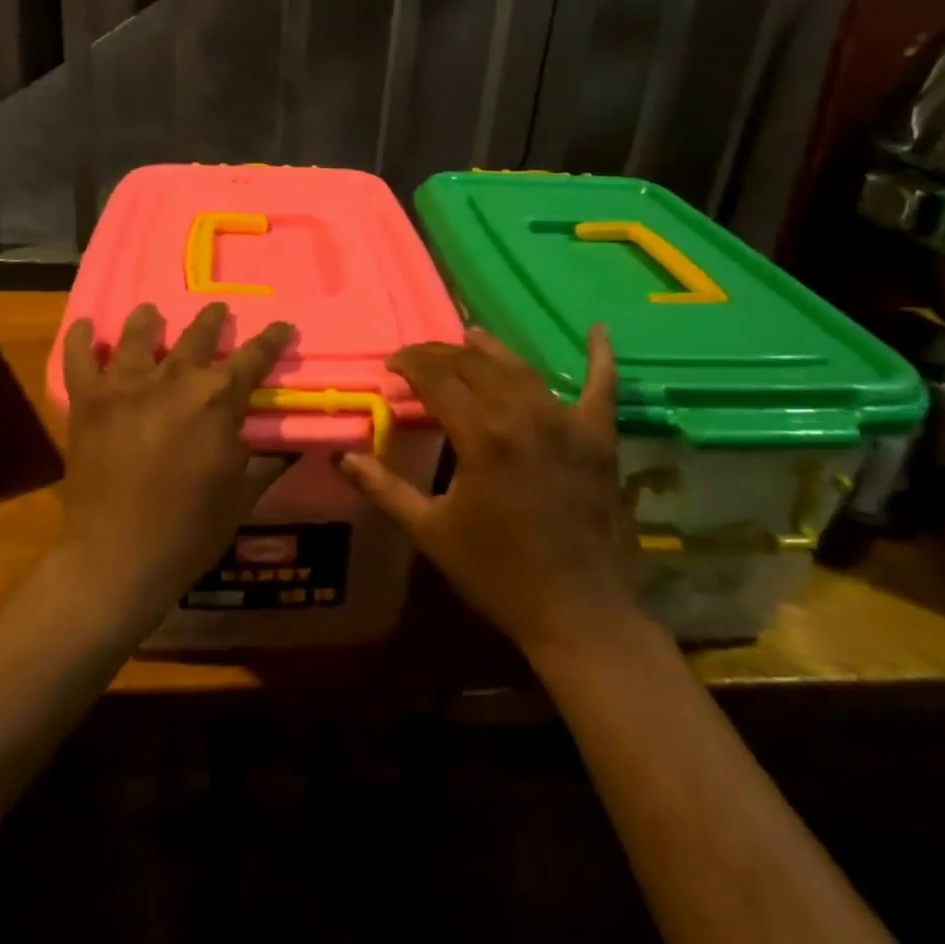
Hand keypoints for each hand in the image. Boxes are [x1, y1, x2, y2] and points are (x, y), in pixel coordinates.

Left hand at [57, 301, 295, 633]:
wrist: (117, 558)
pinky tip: (84, 326)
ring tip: (151, 312)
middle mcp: (174, 379)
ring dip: (147, 320)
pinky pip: (79, 359)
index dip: (272, 339)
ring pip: (138, 334)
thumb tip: (284, 447)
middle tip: (217, 310)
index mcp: (218, 399)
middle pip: (198, 334)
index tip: (283, 325)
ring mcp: (126, 385)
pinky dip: (80, 339)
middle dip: (212, 320)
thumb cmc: (189, 530)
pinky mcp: (88, 401)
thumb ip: (263, 463)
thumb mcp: (241, 497)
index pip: (255, 357)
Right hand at [338, 325, 641, 660]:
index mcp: (480, 434)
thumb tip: (342, 457)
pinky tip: (598, 330)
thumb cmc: (497, 573)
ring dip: (492, 350)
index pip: (437, 378)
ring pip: (522, 368)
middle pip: (475, 365)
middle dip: (442, 354)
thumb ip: (384, 488)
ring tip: (470, 337)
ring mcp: (566, 422)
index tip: (392, 364)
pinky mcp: (598, 438)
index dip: (410, 363)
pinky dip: (600, 358)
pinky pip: (602, 387)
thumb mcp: (430, 531)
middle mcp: (523, 414)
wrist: (578, 613)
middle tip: (419, 358)